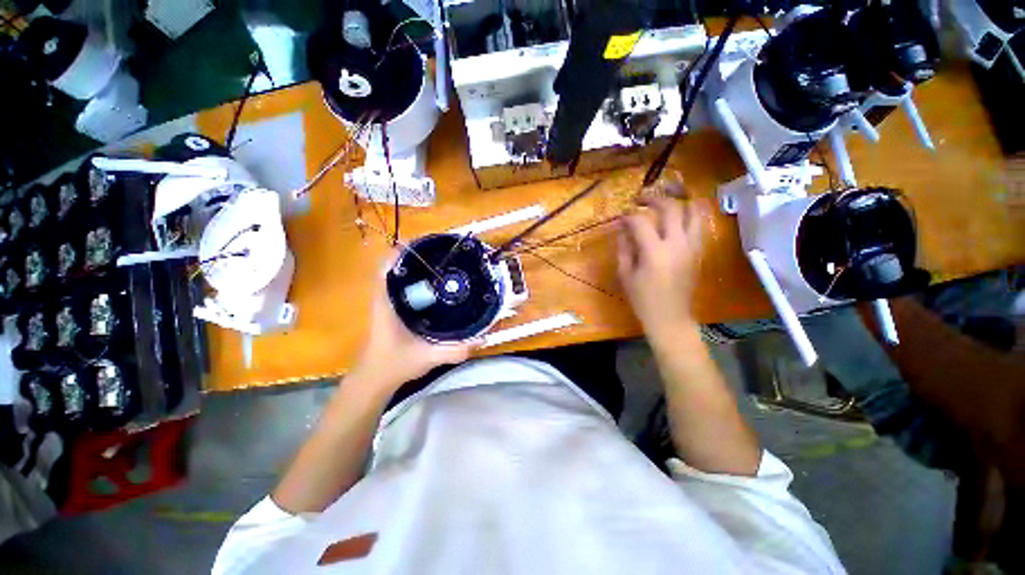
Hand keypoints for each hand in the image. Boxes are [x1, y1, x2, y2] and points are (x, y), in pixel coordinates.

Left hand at [351, 251, 477, 393]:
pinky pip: (401, 288)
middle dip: (415, 257)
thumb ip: (455, 350)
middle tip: (441, 254)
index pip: (386, 270)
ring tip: (440, 264)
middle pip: (394, 269)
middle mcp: (384, 300)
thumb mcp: (428, 357)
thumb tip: (482, 338)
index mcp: (386, 305)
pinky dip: (415, 282)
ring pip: (397, 278)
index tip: (422, 244)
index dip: (400, 254)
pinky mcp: (392, 311)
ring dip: (415, 268)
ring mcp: (386, 305)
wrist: (373, 381)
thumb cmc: (394, 366)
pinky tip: (434, 287)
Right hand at [617, 196, 705, 339]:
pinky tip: (676, 218)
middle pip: (671, 208)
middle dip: (654, 199)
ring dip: (678, 202)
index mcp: (654, 252)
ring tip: (665, 200)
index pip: (641, 222)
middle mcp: (677, 243)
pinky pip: (698, 225)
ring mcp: (692, 246)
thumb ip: (623, 248)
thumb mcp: (626, 274)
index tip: (621, 216)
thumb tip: (622, 228)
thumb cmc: (642, 299)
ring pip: (694, 212)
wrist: (670, 318)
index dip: (629, 215)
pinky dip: (688, 216)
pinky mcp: (699, 252)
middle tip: (641, 199)